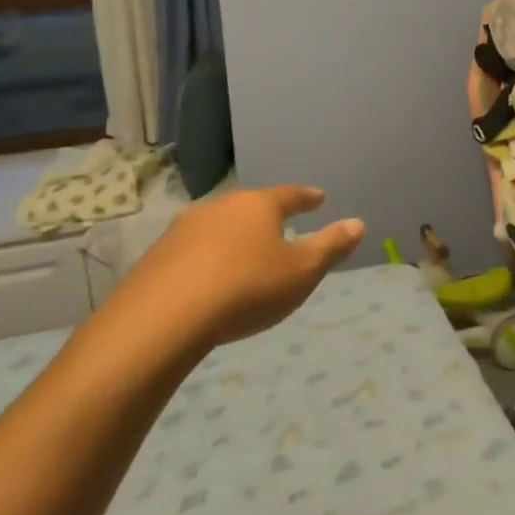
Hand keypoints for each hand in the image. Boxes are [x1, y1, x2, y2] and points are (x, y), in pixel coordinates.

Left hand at [105, 185, 364, 365]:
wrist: (163, 319)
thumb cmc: (246, 288)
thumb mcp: (301, 272)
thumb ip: (330, 247)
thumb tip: (358, 223)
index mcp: (259, 205)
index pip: (290, 195)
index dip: (307, 198)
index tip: (319, 198)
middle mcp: (221, 207)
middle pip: (250, 207)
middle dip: (266, 216)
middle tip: (279, 226)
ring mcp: (183, 229)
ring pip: (218, 226)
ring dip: (233, 237)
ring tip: (243, 253)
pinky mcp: (156, 256)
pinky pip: (192, 251)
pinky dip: (206, 258)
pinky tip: (208, 277)